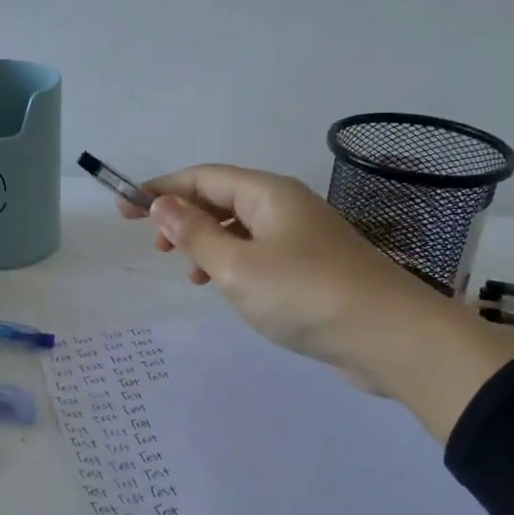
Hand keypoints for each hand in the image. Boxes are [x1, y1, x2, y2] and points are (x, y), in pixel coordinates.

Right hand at [121, 165, 513, 439]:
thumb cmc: (305, 294)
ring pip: (241, 228)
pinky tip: (228, 289)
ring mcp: (303, 237)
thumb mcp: (237, 266)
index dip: (160, 189)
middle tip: (153, 244)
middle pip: (222, 198)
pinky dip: (234, 263)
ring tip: (187, 270)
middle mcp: (286, 206)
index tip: (124, 208)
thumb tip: (162, 204)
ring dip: (208, 242)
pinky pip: (261, 253)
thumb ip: (196, 234)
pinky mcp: (313, 268)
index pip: (203, 177)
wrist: (389, 337)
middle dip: (183, 215)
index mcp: (267, 194)